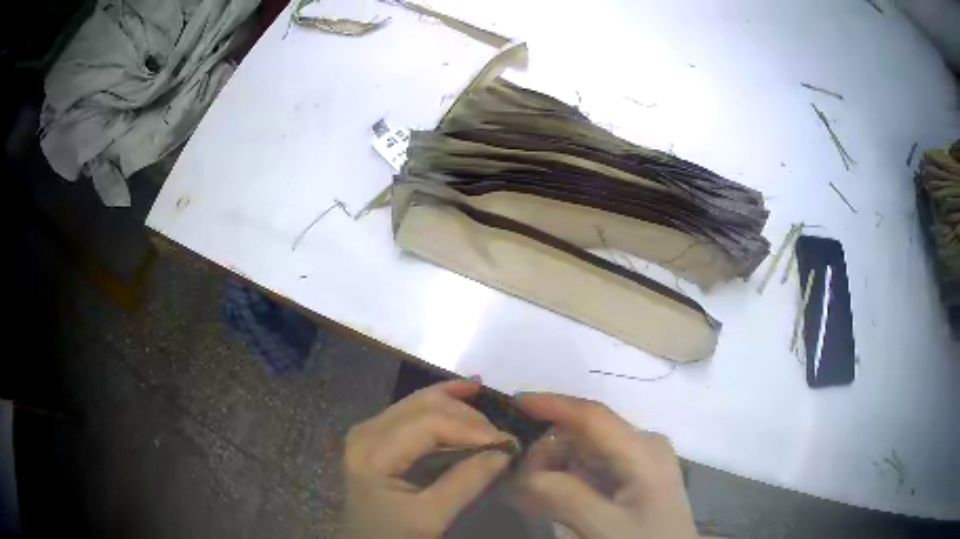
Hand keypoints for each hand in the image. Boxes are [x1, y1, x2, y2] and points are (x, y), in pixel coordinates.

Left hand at [340, 379, 514, 538]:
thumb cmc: (395, 535)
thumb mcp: (432, 517)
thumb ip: (466, 482)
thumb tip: (505, 450)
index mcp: (373, 453)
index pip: (429, 423)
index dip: (471, 427)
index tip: (507, 442)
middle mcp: (366, 431)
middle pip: (423, 405)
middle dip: (467, 415)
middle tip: (501, 436)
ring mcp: (369, 429)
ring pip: (419, 402)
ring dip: (458, 405)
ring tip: (492, 414)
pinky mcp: (377, 433)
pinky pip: (413, 409)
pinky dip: (443, 402)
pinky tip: (466, 391)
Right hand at [516, 394, 697, 538]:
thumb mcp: (604, 525)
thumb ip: (564, 496)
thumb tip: (525, 473)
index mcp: (643, 450)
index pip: (592, 416)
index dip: (552, 404)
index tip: (513, 402)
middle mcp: (644, 445)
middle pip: (585, 434)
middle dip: (548, 451)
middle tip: (518, 482)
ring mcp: (642, 459)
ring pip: (586, 450)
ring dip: (556, 467)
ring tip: (532, 495)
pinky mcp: (636, 475)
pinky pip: (595, 466)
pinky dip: (569, 478)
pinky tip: (553, 498)